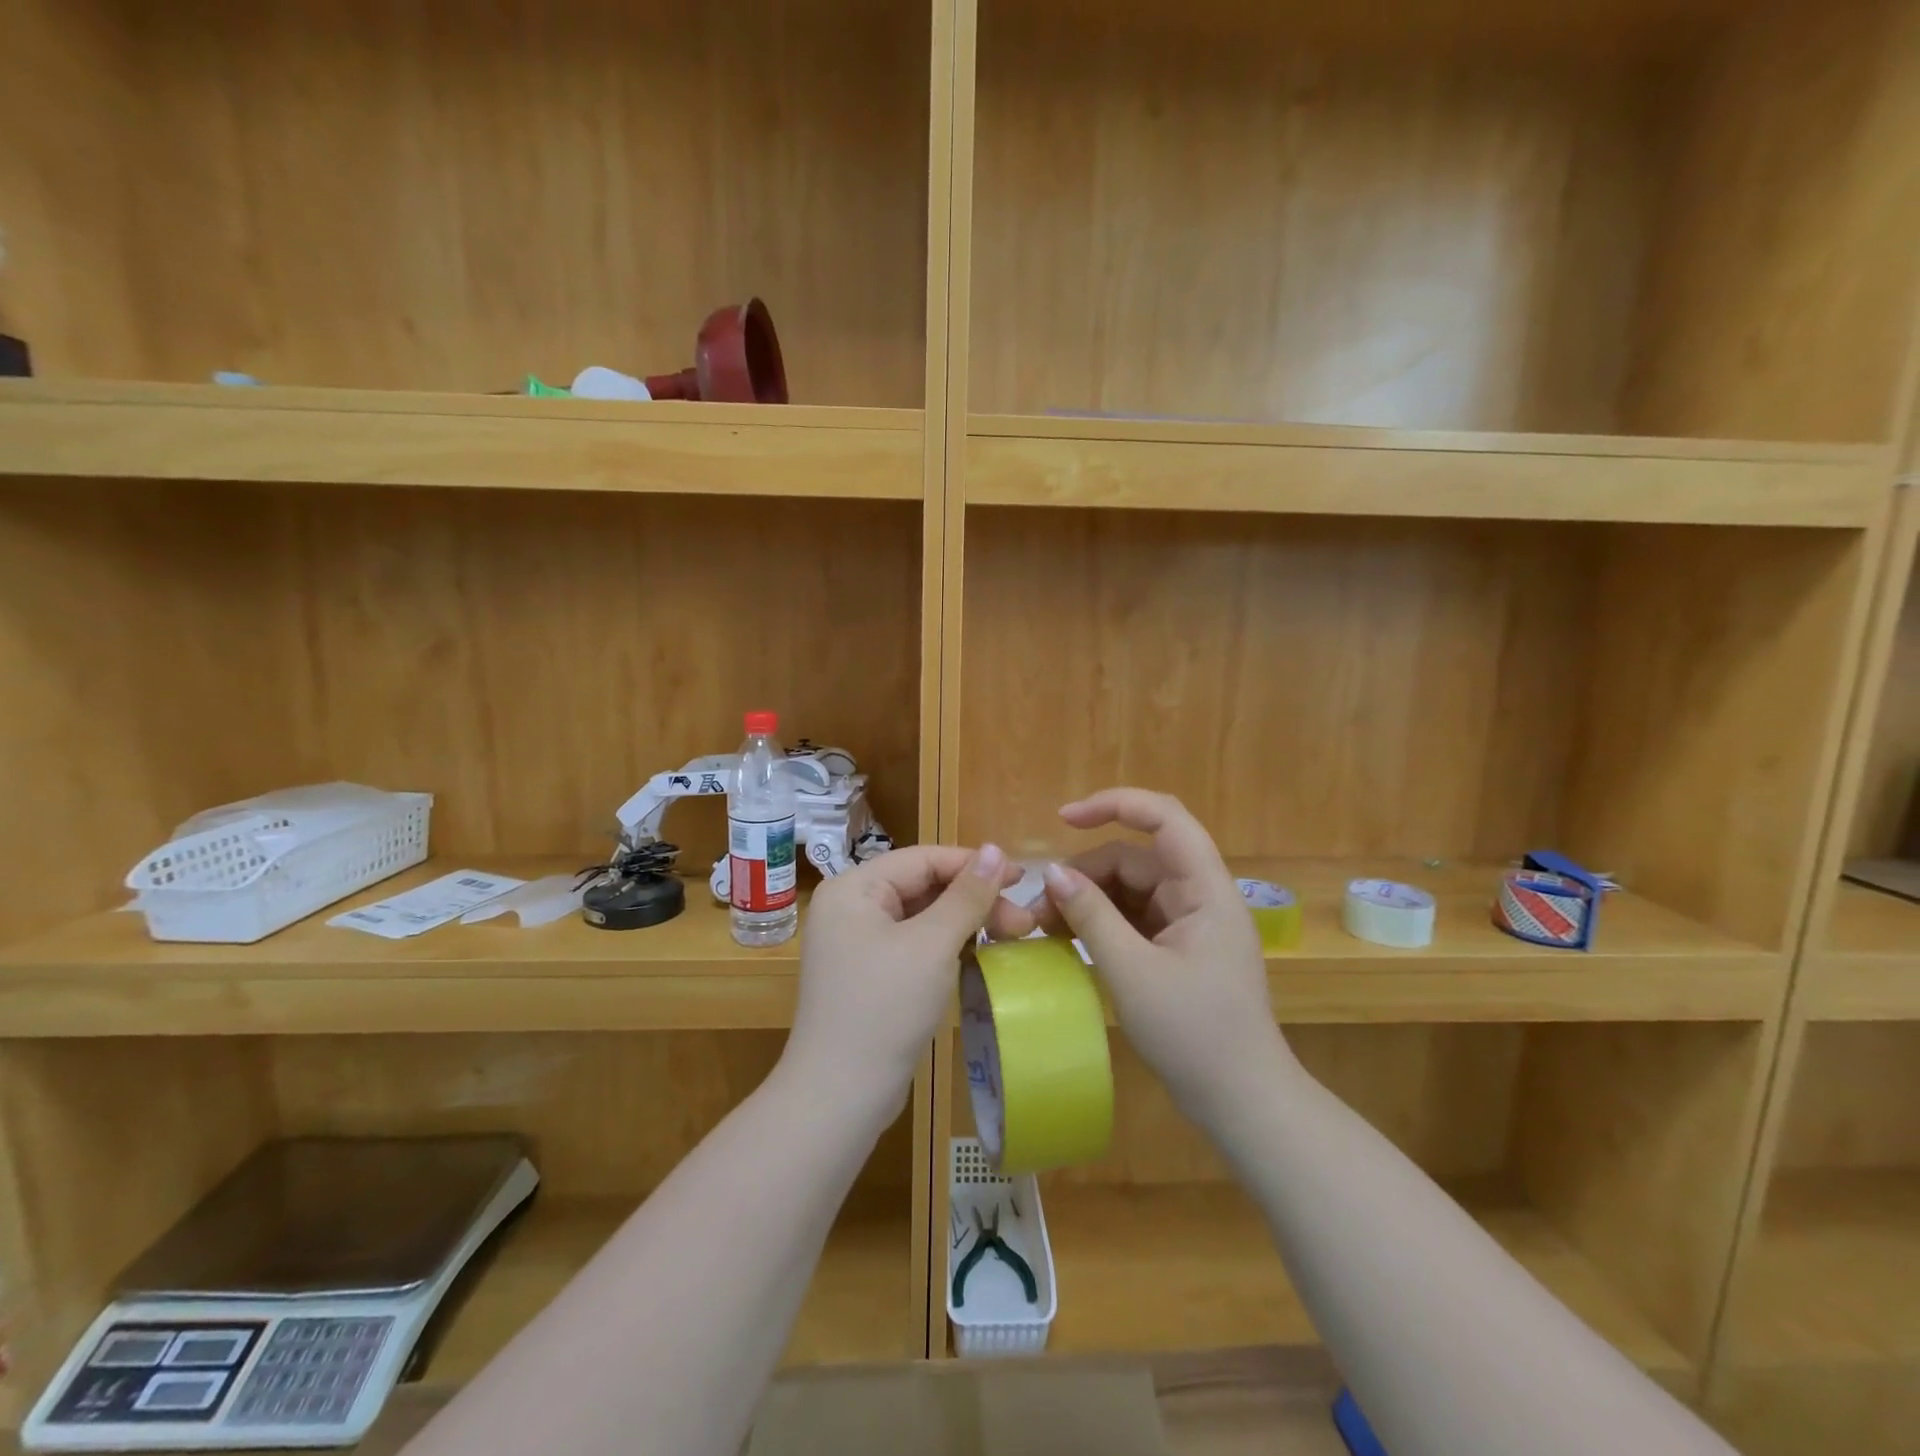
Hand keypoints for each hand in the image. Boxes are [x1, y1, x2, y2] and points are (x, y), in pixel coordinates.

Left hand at [785, 844, 1027, 1112]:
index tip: (1024, 877)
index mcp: (855, 888)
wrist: (840, 1096)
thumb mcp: (932, 945)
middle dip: (975, 900)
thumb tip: (997, 849)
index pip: (923, 859)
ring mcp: (858, 943)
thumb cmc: (885, 1007)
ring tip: (1012, 937)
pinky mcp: (870, 974)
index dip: (975, 864)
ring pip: (924, 917)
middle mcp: (852, 907)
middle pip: (924, 886)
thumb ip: (967, 895)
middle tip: (1024, 923)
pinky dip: (948, 947)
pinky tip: (980, 955)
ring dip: (967, 924)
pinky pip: (916, 945)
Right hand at [1002, 788, 1289, 1117]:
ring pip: (1129, 889)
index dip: (1115, 804)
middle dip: (1084, 874)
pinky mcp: (1177, 948)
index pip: (1164, 818)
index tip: (1064, 818)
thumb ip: (1091, 917)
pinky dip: (1100, 923)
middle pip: (1135, 858)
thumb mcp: (1132, 973)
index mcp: (1205, 889)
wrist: (1242, 1103)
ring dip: (1087, 901)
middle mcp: (1198, 896)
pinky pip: (1132, 918)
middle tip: (1038, 909)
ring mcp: (1188, 923)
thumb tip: (1052, 873)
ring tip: (1045, 929)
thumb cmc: (1195, 1035)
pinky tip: (1068, 941)